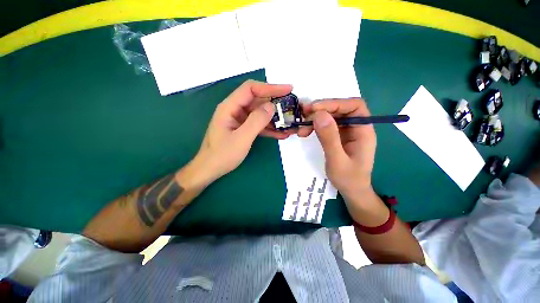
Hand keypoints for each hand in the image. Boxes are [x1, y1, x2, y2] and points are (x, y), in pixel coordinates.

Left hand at [195, 80, 292, 182]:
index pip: (251, 89)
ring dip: (274, 118)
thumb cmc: (222, 155)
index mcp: (230, 107)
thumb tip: (272, 106)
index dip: (270, 87)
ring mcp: (239, 120)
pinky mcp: (243, 129)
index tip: (288, 89)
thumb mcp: (241, 138)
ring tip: (289, 123)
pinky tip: (281, 134)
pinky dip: (269, 128)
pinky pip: (258, 125)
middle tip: (291, 108)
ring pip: (260, 114)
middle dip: (275, 104)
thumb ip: (256, 121)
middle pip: (257, 100)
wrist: (210, 169)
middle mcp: (235, 110)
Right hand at [299, 99, 376, 199]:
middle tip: (303, 115)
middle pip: (341, 109)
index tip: (314, 109)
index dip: (335, 103)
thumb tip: (319, 115)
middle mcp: (356, 127)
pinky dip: (315, 126)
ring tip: (302, 127)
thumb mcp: (337, 160)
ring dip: (315, 118)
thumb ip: (329, 138)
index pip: (354, 106)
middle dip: (321, 110)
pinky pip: (327, 125)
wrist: (352, 191)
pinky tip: (306, 132)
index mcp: (363, 131)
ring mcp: (347, 132)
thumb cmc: (348, 179)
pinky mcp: (338, 136)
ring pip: (331, 116)